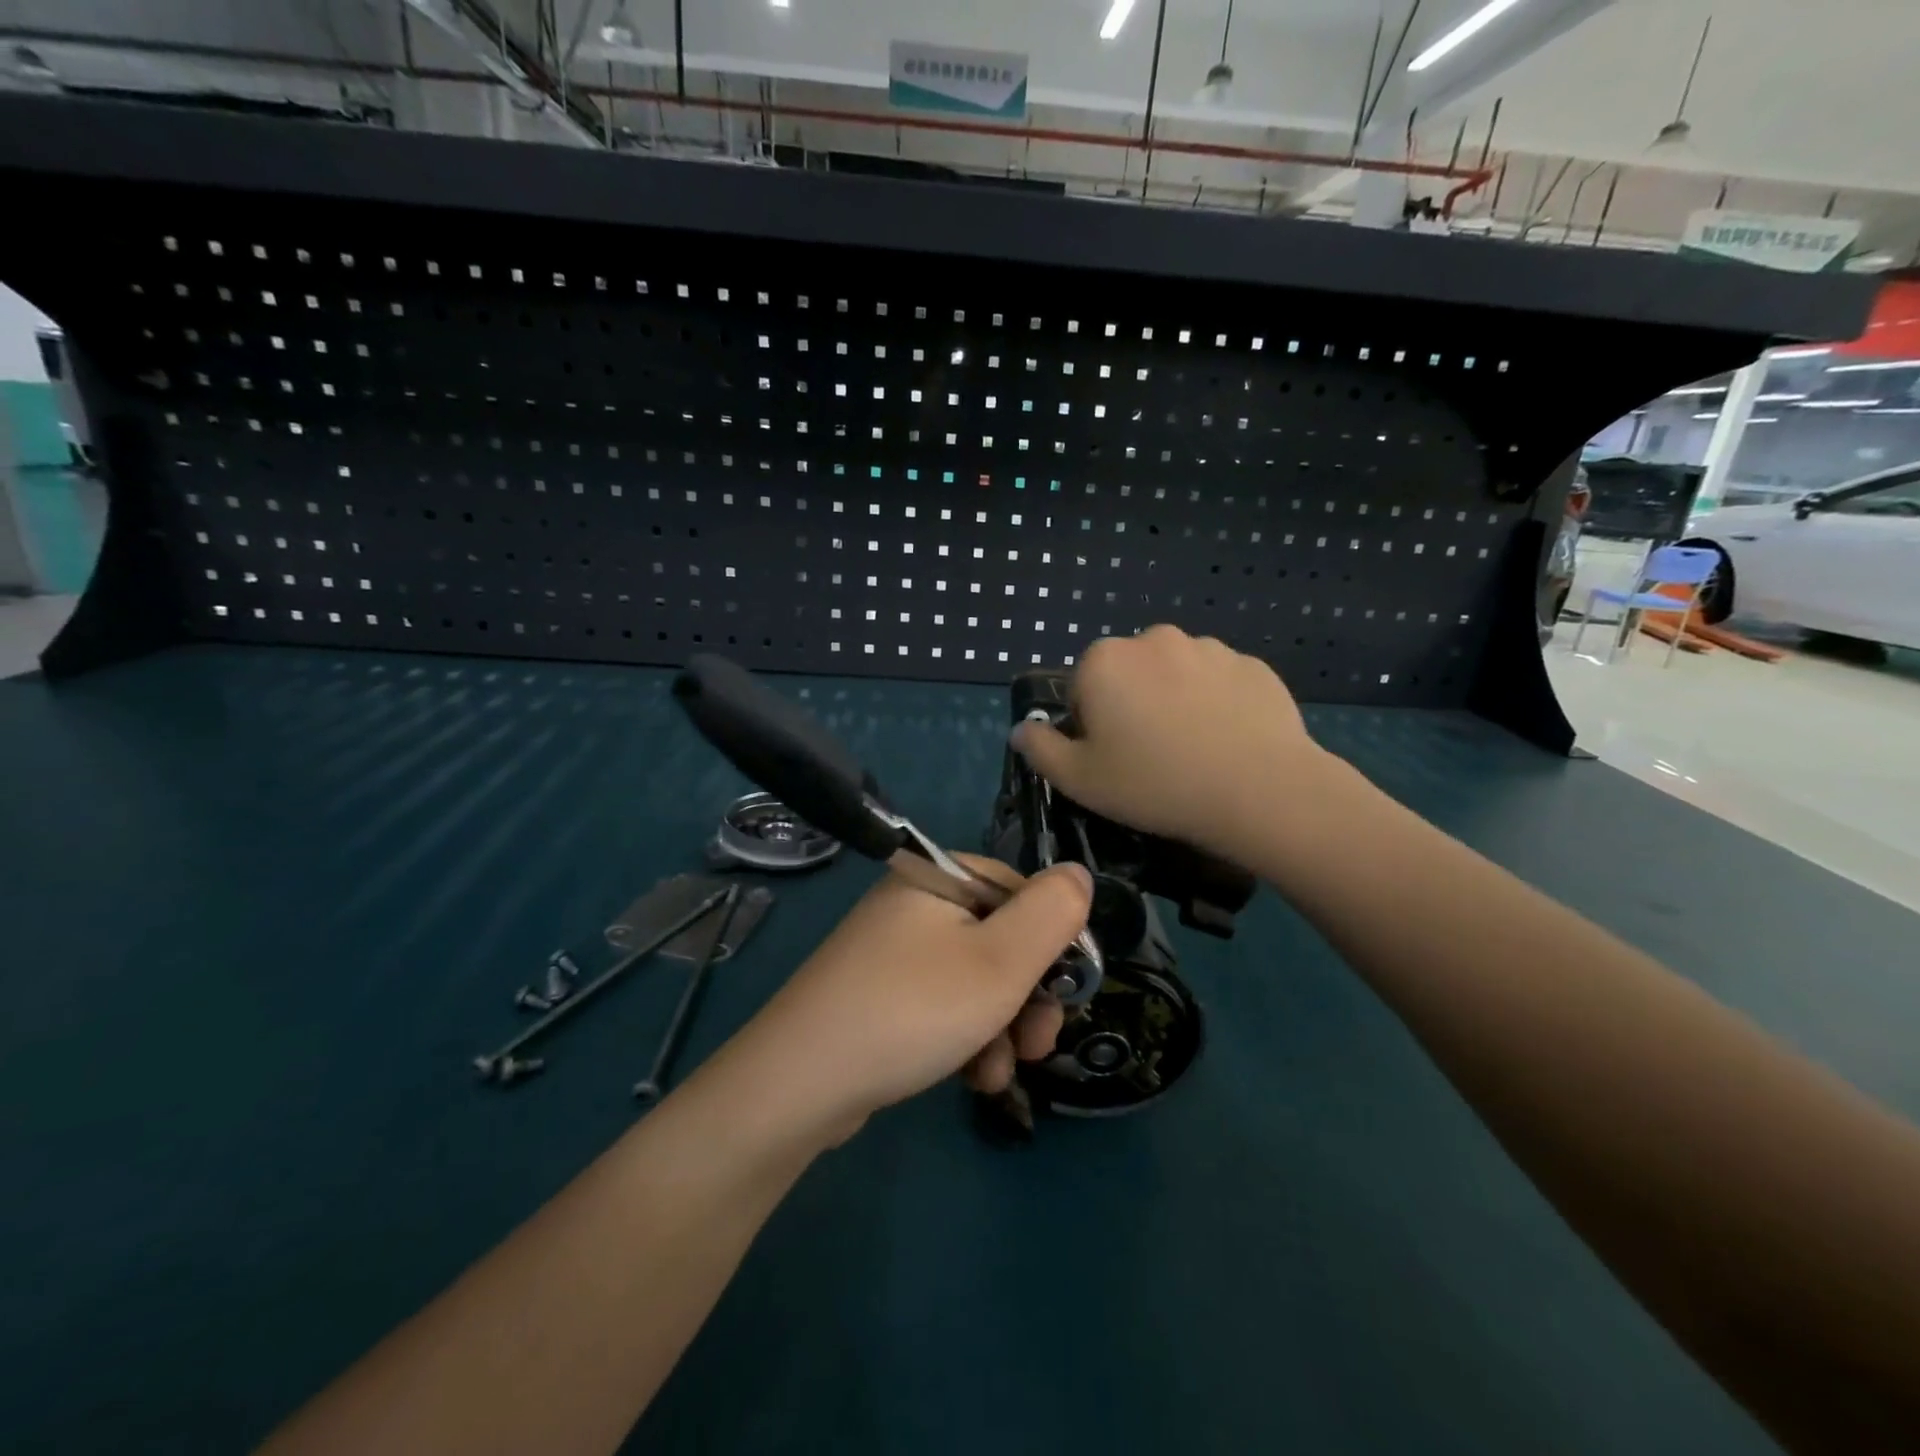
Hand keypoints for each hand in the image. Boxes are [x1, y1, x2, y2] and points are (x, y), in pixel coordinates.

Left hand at [720, 857, 1092, 1143]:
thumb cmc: (913, 1010)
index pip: (1021, 891)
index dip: (1053, 943)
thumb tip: (1078, 874)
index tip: (1067, 994)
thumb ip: (1052, 912)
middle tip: (1039, 1044)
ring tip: (998, 1073)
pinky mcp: (880, 996)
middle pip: (1000, 940)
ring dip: (1001, 1028)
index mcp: (938, 877)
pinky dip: (965, 1039)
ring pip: (975, 981)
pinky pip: (942, 1006)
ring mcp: (892, 952)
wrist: (799, 1085)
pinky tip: (971, 1080)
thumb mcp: (1000, 961)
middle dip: (1028, 997)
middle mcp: (914, 905)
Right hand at [1011, 624, 1327, 865]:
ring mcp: (1209, 647)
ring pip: (1176, 675)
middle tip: (1152, 757)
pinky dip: (1218, 705)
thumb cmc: (1155, 784)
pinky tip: (1228, 743)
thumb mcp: (1079, 780)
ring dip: (1175, 701)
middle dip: (1132, 705)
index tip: (1112, 759)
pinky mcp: (1253, 665)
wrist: (1259, 790)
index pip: (1081, 688)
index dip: (1091, 726)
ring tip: (1195, 751)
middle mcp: (1153, 639)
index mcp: (1104, 661)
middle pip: (1129, 675)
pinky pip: (1220, 683)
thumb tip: (1023, 729)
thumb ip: (1040, 750)